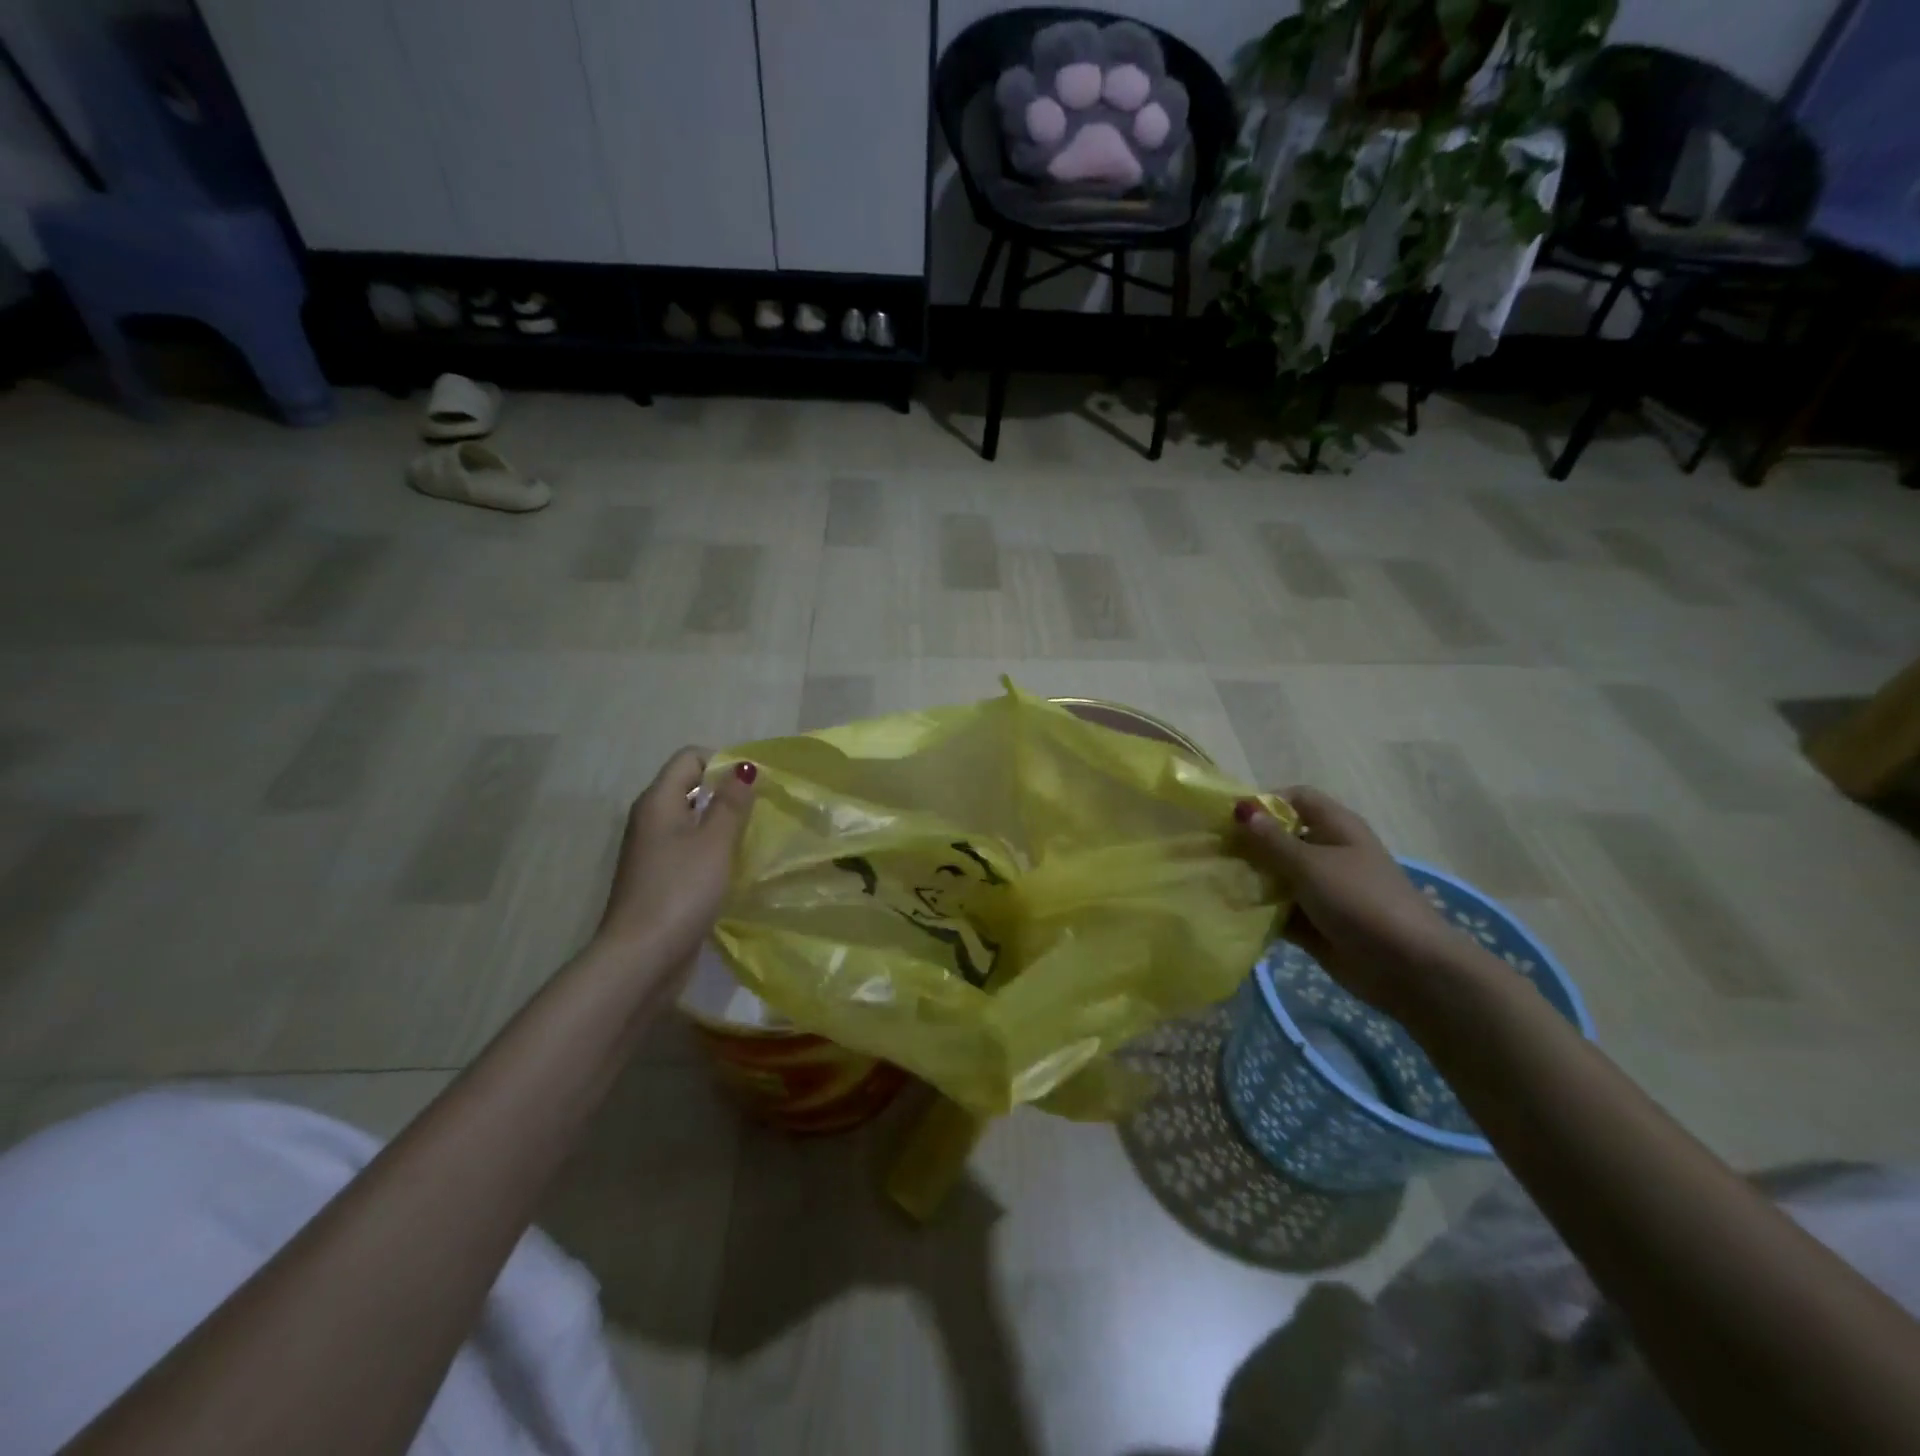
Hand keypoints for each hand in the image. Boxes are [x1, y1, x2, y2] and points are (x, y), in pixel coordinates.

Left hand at [594, 748, 756, 972]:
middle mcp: (650, 820)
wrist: (642, 957)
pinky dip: (712, 851)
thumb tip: (742, 767)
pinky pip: (690, 850)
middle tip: (760, 812)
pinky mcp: (660, 879)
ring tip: (751, 840)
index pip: (690, 757)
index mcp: (658, 802)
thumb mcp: (715, 842)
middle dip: (726, 794)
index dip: (722, 763)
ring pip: (692, 821)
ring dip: (721, 825)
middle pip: (690, 787)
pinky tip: (732, 869)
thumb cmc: (681, 891)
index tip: (753, 787)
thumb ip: (731, 803)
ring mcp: (652, 851)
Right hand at [1235, 785, 1467, 1022]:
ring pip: (1277, 876)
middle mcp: (1328, 853)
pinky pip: (1279, 910)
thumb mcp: (1310, 865)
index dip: (1265, 802)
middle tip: (1212, 851)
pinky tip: (1229, 911)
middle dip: (1249, 843)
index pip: (1296, 799)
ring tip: (1213, 881)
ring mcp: (1321, 890)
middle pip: (1282, 838)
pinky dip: (1259, 911)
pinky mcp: (1314, 923)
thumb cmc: (1360, 900)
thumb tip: (1240, 809)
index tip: (1231, 818)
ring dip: (1251, 879)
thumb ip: (1271, 840)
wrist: (1406, 967)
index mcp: (1336, 828)